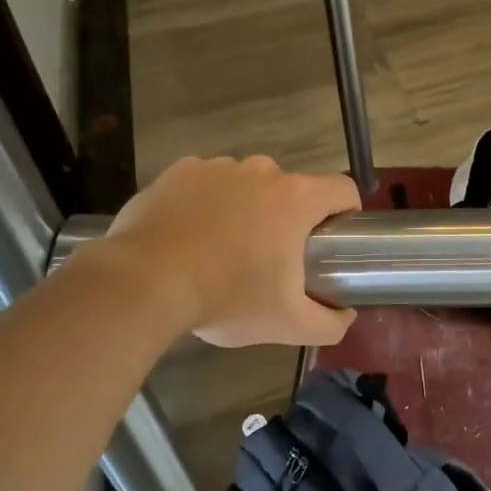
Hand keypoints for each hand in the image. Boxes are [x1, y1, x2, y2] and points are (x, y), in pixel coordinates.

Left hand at [99, 156, 360, 347]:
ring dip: (247, 208)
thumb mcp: (287, 324)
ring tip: (224, 249)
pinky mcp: (179, 171)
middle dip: (288, 218)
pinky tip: (191, 235)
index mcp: (296, 199)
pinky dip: (207, 203)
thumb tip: (345, 316)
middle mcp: (261, 171)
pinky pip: (207, 183)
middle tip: (271, 258)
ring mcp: (217, 167)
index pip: (342, 190)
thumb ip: (329, 324)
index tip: (332, 241)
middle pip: (292, 189)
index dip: (346, 213)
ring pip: (248, 184)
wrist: (144, 283)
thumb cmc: (227, 298)